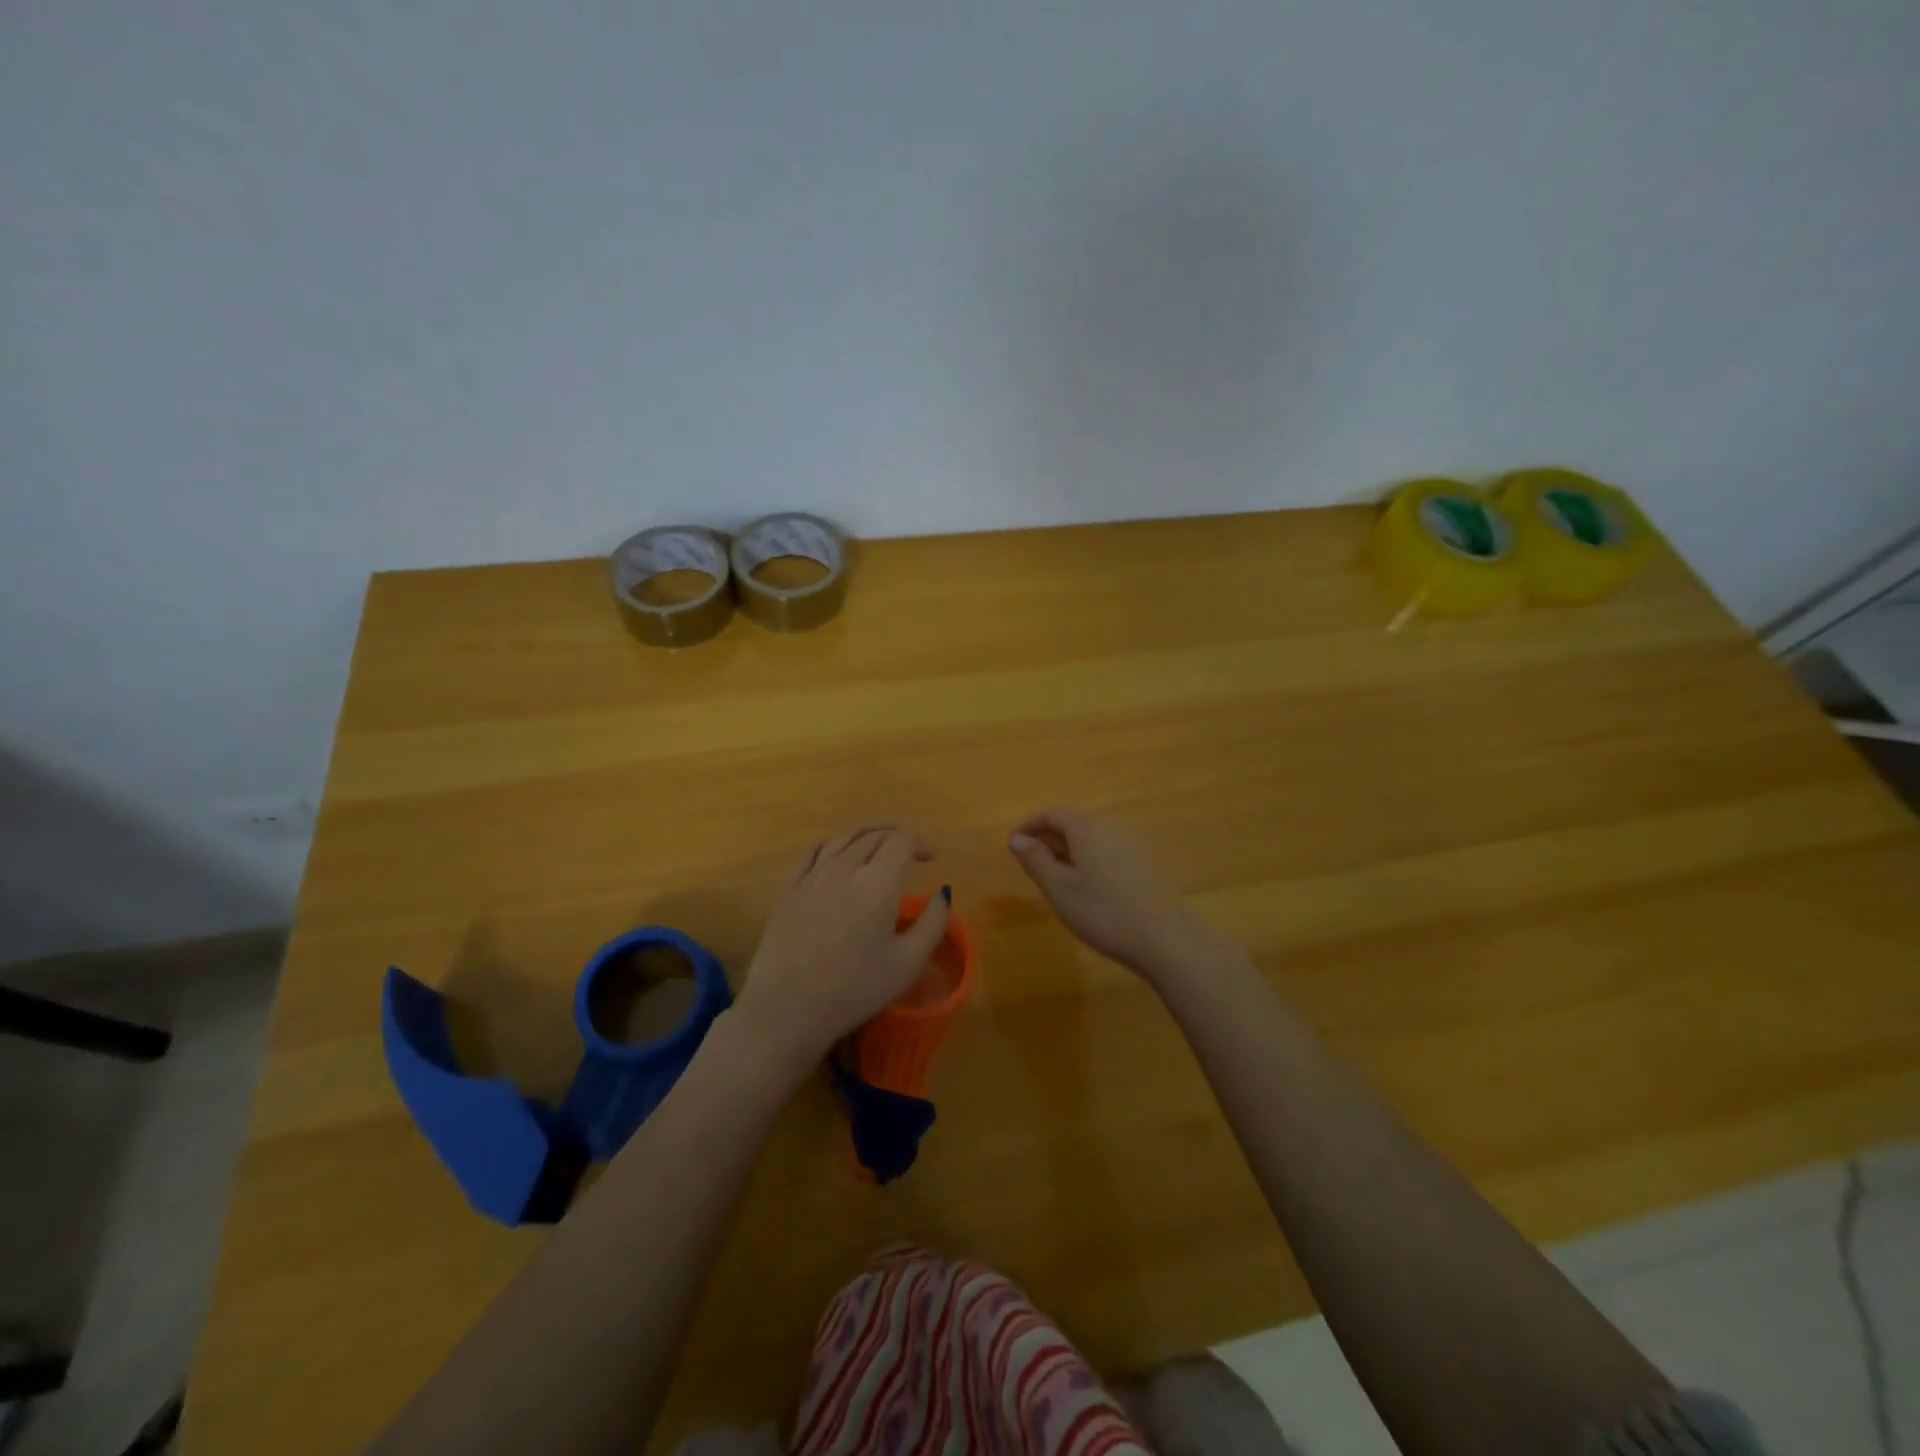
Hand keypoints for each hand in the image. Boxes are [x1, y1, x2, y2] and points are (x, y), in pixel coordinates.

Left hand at [734, 825, 950, 1072]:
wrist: (787, 1008)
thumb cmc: (854, 989)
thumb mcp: (908, 963)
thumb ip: (932, 923)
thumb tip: (942, 894)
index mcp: (877, 882)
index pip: (901, 842)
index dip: (920, 843)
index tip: (932, 856)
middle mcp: (844, 867)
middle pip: (873, 836)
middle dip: (896, 837)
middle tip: (910, 850)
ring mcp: (813, 875)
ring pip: (842, 837)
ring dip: (866, 833)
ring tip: (878, 840)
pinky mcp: (790, 888)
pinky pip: (813, 851)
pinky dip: (833, 842)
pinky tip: (837, 850)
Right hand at [1008, 808, 1211, 980]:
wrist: (1166, 938)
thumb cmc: (1103, 912)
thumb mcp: (1059, 889)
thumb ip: (1035, 860)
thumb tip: (1017, 838)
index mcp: (1087, 828)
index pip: (1052, 814)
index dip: (1029, 826)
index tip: (1013, 845)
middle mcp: (1111, 827)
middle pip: (1074, 824)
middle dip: (1049, 839)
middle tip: (1032, 865)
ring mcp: (1134, 844)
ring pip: (1093, 839)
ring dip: (1071, 852)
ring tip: (1058, 880)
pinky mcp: (1148, 864)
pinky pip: (1110, 852)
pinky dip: (1092, 861)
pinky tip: (1091, 889)